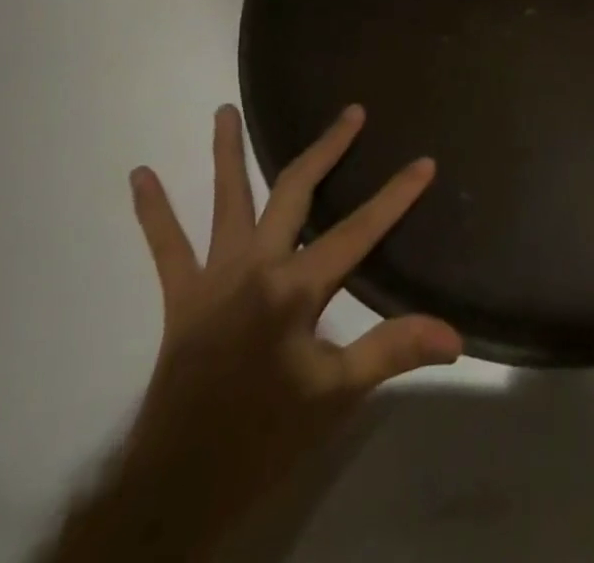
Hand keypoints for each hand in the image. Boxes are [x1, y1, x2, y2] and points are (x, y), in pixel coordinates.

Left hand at [53, 104, 460, 560]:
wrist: (180, 484)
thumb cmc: (266, 435)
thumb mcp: (337, 396)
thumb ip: (392, 351)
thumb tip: (453, 334)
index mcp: (295, 289)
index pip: (358, 231)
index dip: (395, 196)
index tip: (423, 162)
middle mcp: (255, 265)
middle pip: (295, 192)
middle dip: (328, 149)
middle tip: (350, 112)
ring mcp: (214, 275)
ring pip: (225, 201)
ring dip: (226, 153)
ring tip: (223, 109)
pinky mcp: (181, 295)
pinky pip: (166, 247)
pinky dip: (153, 211)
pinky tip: (139, 175)